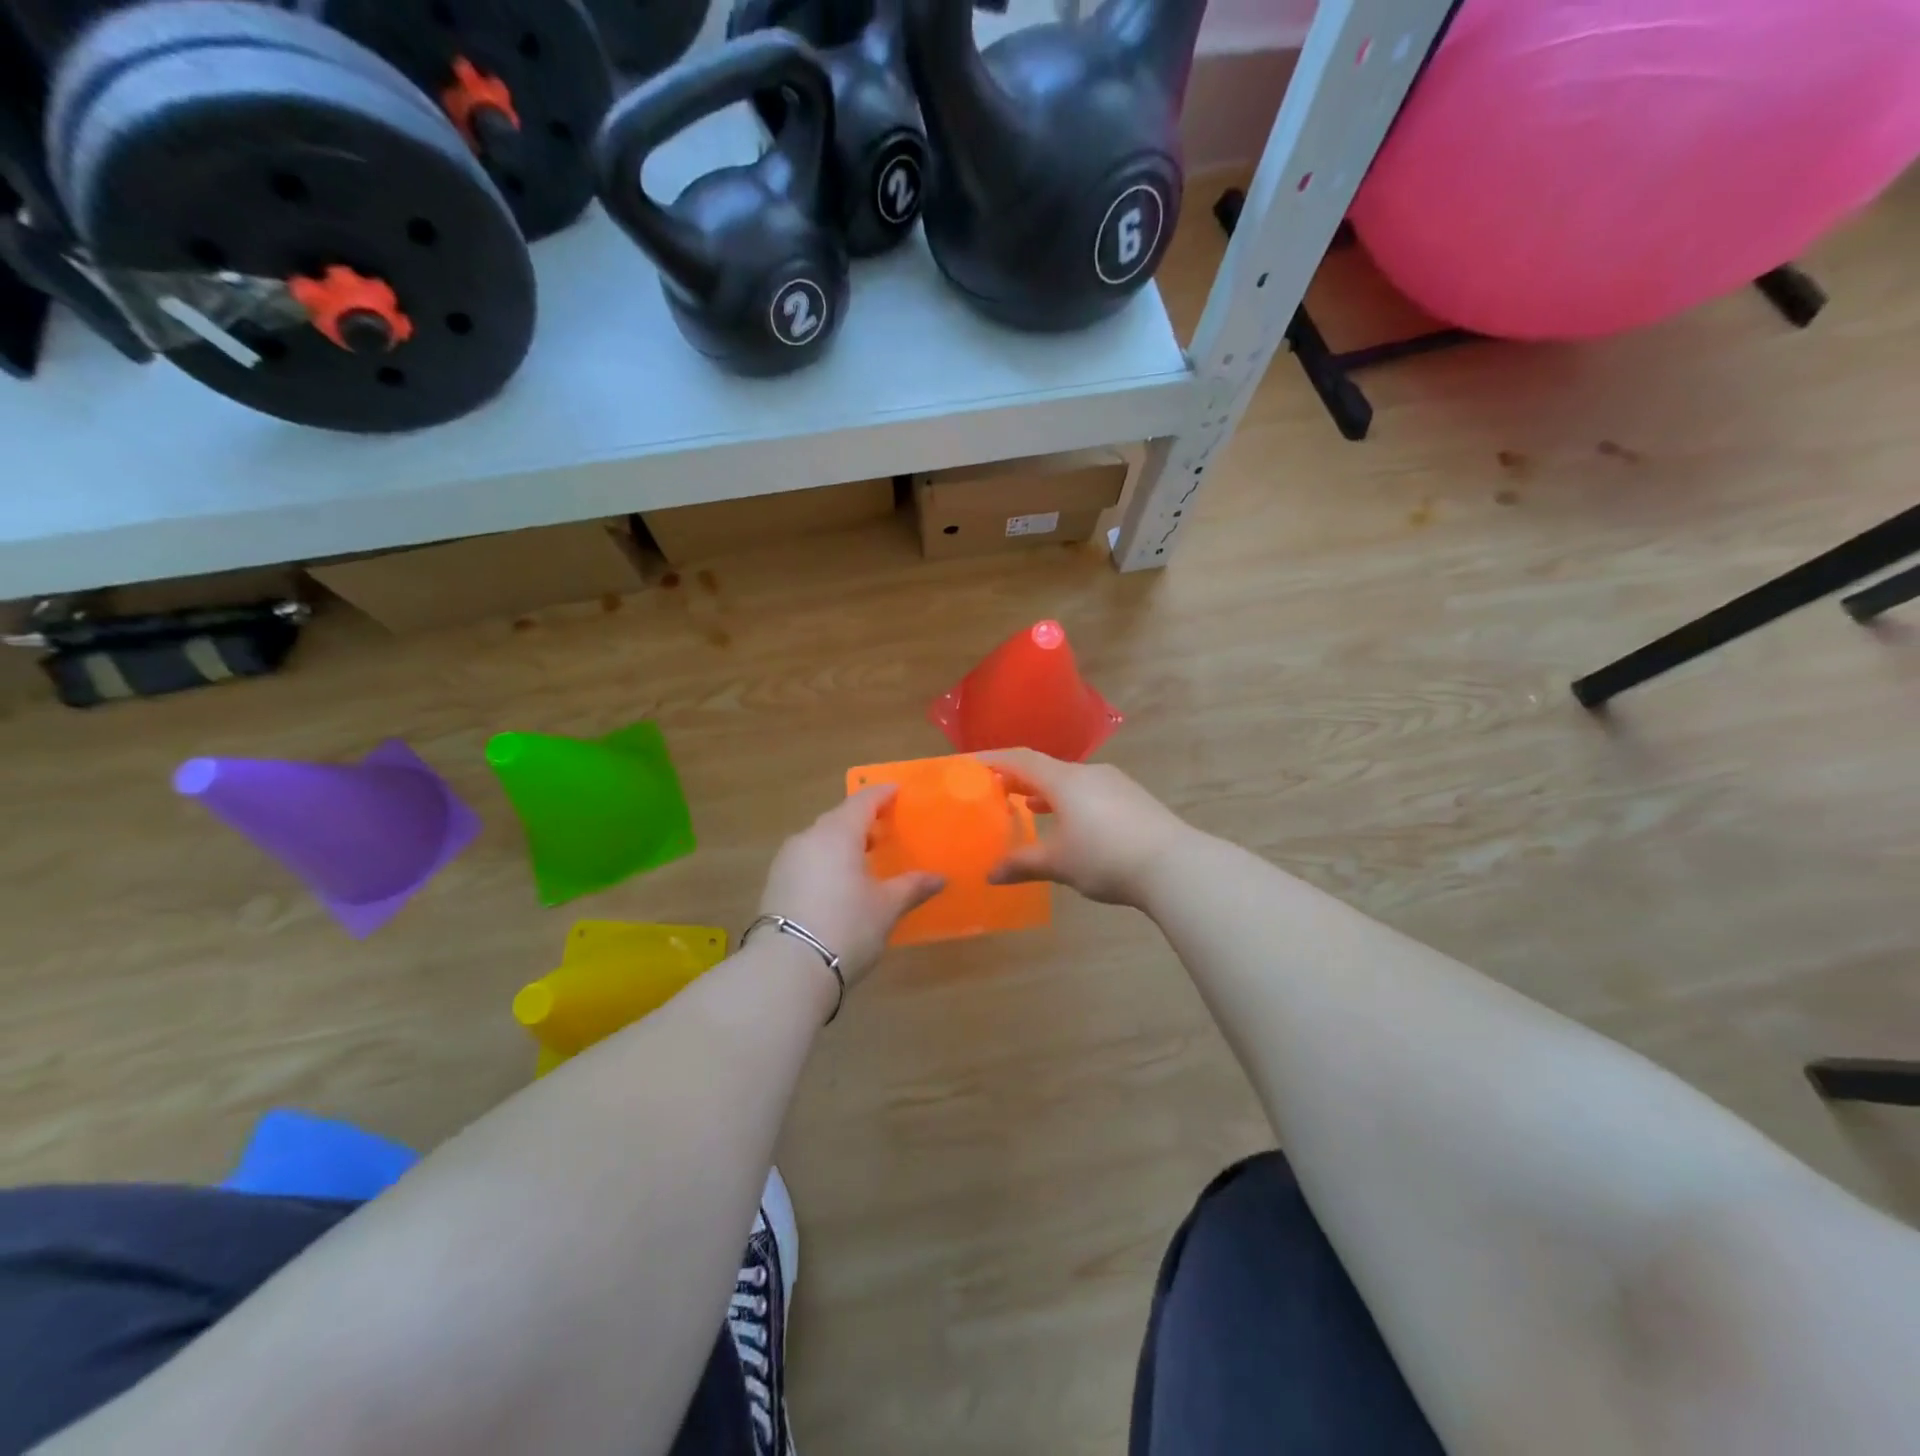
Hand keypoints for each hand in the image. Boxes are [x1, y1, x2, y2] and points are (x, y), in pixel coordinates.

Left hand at [756, 785, 944, 986]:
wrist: (788, 967)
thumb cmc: (846, 927)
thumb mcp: (886, 907)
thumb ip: (912, 887)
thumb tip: (940, 878)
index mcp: (838, 833)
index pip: (863, 801)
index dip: (882, 794)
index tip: (897, 791)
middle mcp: (809, 838)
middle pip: (839, 818)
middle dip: (862, 819)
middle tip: (885, 828)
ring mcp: (787, 860)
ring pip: (820, 839)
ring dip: (842, 842)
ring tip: (864, 857)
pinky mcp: (775, 883)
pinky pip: (807, 859)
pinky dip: (826, 860)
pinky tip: (838, 881)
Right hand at [982, 749, 1190, 907]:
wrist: (1175, 865)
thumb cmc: (1106, 857)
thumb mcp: (1059, 864)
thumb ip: (1023, 864)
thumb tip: (991, 874)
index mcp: (1064, 780)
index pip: (1020, 759)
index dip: (993, 759)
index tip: (970, 764)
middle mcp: (1089, 773)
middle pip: (1045, 768)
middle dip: (1018, 778)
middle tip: (995, 789)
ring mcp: (1115, 784)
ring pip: (1071, 781)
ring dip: (1046, 792)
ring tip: (1027, 807)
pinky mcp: (1134, 799)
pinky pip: (1091, 792)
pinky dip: (1070, 802)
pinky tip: (1071, 824)